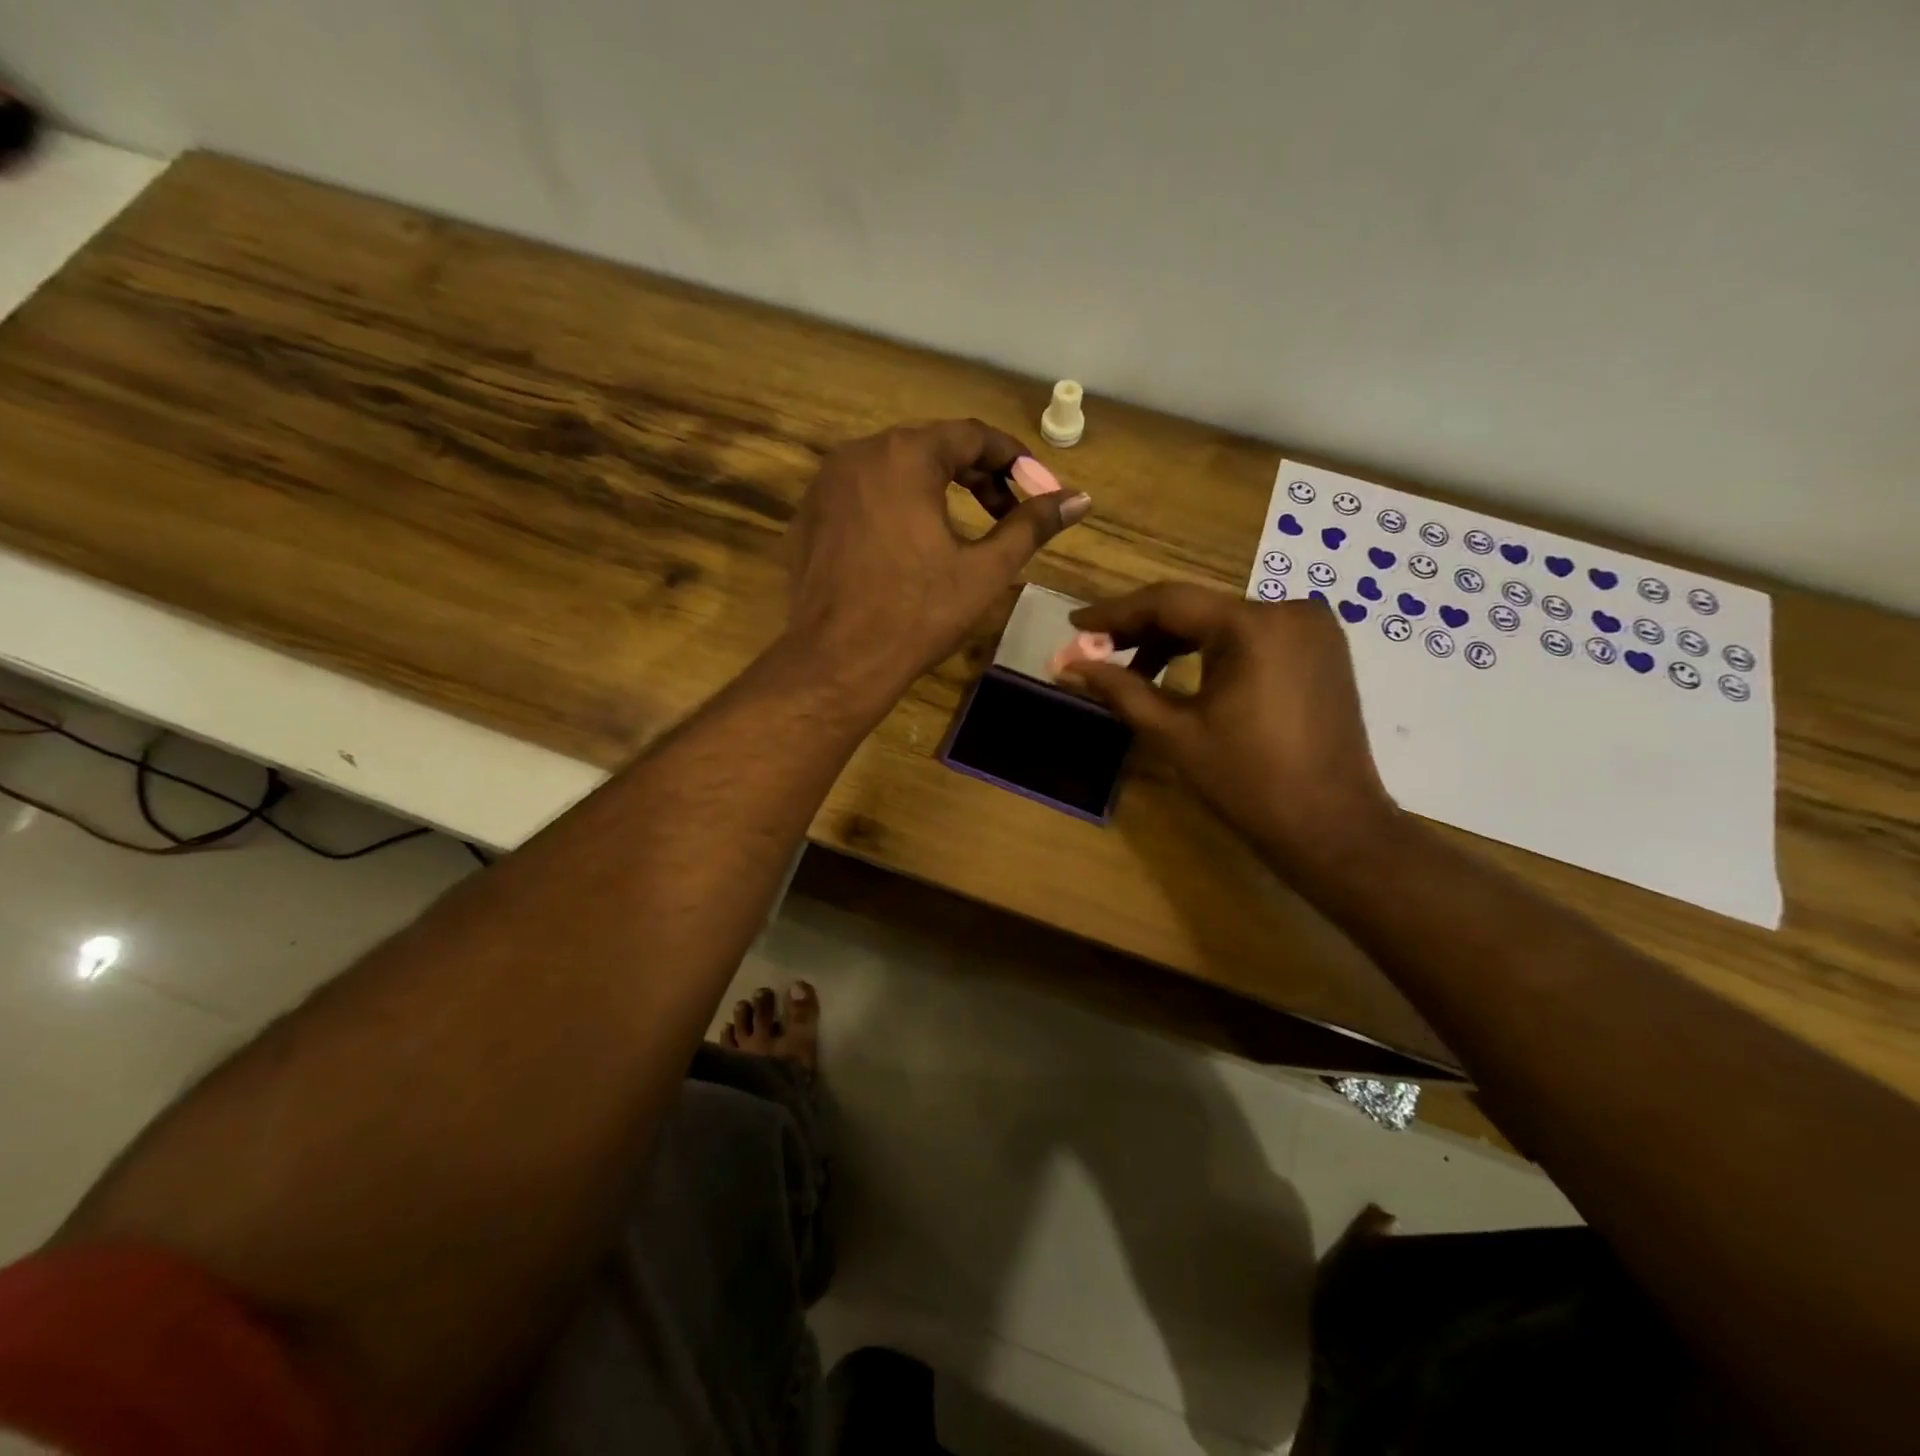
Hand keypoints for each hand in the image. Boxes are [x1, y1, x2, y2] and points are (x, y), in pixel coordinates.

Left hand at [785, 419, 1090, 698]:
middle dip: (975, 474)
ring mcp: (826, 483)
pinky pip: (863, 493)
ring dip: (935, 487)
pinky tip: (910, 543)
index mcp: (905, 456)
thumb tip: (1079, 498)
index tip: (1036, 486)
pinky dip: (895, 504)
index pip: (971, 436)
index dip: (1012, 458)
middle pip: (931, 447)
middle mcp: (859, 454)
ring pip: (894, 468)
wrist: (836, 661)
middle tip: (1005, 511)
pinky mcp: (809, 514)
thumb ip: (1031, 526)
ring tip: (962, 527)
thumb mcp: (984, 571)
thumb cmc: (916, 615)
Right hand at [1064, 584, 1398, 870]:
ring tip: (1134, 671)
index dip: (1114, 613)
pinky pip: (1252, 636)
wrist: (1331, 826)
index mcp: (1252, 625)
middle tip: (1096, 650)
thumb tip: (1069, 664)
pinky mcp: (1321, 649)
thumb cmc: (1248, 782)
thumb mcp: (1174, 733)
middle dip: (1142, 630)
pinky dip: (1213, 650)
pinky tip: (1183, 673)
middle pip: (1197, 608)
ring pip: (1223, 621)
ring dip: (1176, 641)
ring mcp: (1312, 627)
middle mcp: (1288, 610)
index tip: (1074, 622)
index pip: (1168, 602)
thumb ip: (1120, 690)